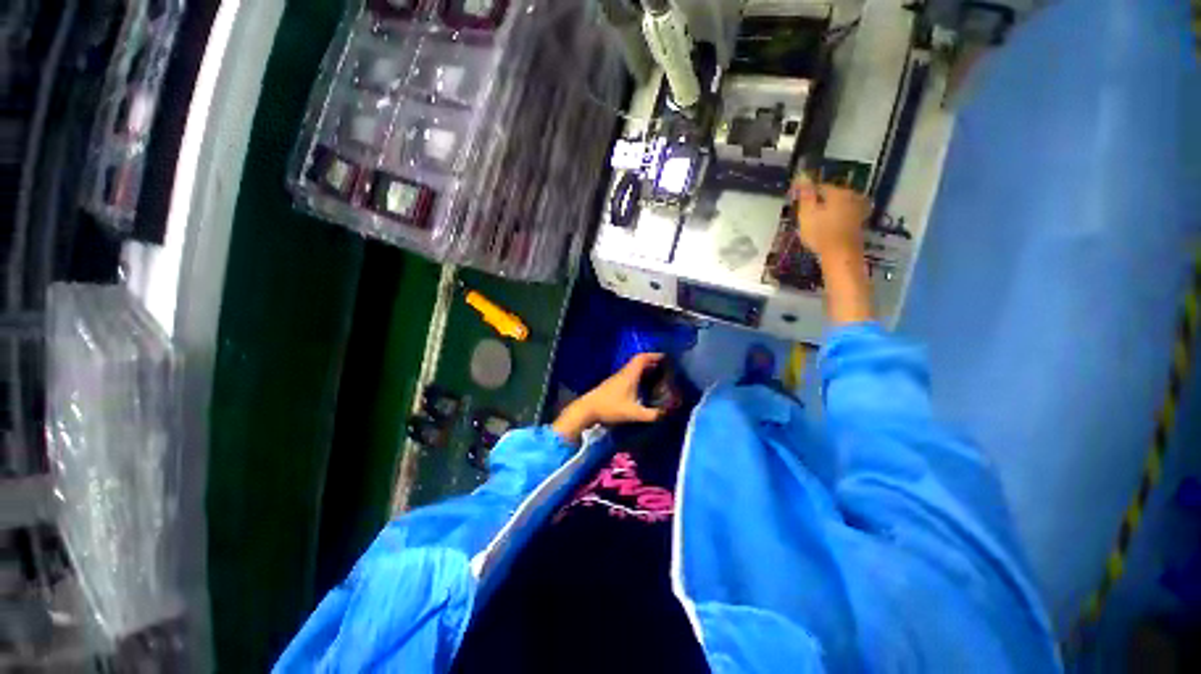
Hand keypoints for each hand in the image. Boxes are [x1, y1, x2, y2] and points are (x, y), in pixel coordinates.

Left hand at [552, 353, 664, 443]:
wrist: (587, 410)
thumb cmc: (610, 408)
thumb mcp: (633, 414)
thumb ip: (651, 415)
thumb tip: (666, 414)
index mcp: (629, 375)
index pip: (642, 358)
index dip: (654, 355)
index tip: (666, 358)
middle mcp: (623, 373)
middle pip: (638, 362)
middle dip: (652, 363)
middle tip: (665, 368)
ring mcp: (617, 378)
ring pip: (633, 369)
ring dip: (644, 370)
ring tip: (657, 377)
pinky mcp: (612, 385)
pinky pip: (628, 375)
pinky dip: (638, 377)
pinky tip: (642, 387)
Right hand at [791, 175, 874, 324]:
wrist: (840, 255)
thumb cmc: (820, 233)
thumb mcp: (807, 213)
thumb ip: (805, 194)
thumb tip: (802, 174)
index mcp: (838, 192)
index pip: (820, 186)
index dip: (807, 194)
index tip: (797, 204)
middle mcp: (852, 196)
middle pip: (832, 195)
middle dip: (820, 202)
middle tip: (806, 214)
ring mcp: (858, 210)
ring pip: (840, 205)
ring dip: (829, 210)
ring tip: (816, 221)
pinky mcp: (859, 223)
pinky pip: (845, 215)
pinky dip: (836, 219)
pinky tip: (829, 227)